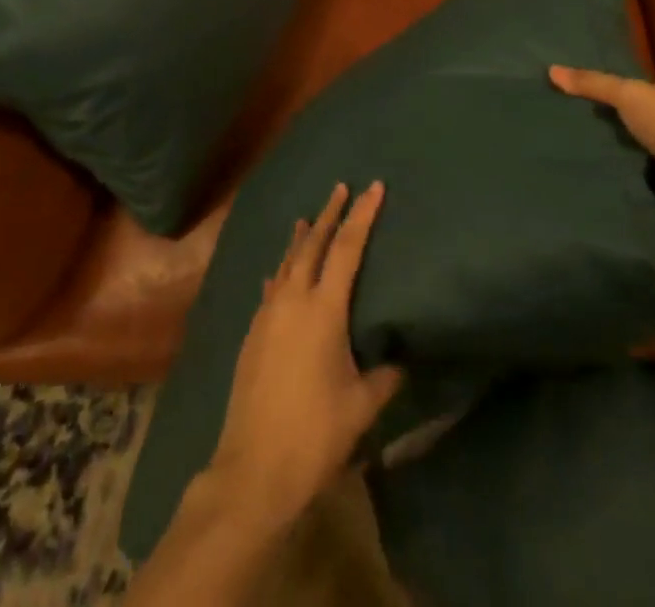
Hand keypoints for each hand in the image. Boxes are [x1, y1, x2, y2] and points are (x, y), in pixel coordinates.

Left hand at [206, 182, 403, 528]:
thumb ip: (385, 376)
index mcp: (324, 309)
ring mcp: (267, 314)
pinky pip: (271, 287)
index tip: (373, 187)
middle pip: (313, 244)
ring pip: (287, 262)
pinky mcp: (253, 333)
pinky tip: (278, 273)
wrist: (254, 468)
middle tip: (340, 188)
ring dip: (301, 238)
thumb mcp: (362, 405)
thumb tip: (402, 360)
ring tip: (308, 218)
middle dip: (329, 214)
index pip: (347, 248)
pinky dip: (281, 271)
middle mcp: (293, 300)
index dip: (362, 215)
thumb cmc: (315, 434)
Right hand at [549, 66, 654, 233]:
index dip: (616, 89)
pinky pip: (646, 173)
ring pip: (642, 145)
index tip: (583, 96)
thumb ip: (593, 84)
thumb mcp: (628, 95)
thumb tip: (551, 70)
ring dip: (621, 149)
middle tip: (575, 123)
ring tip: (580, 149)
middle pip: (641, 115)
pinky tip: (602, 175)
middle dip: (615, 120)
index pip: (642, 85)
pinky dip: (629, 174)